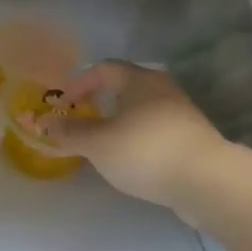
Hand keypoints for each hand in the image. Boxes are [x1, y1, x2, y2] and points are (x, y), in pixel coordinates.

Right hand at [43, 61, 231, 214]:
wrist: (207, 182)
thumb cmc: (146, 151)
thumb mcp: (98, 143)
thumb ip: (70, 132)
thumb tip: (43, 122)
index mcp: (139, 80)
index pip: (102, 68)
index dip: (78, 83)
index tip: (63, 105)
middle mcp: (162, 90)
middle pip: (123, 88)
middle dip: (98, 103)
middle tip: (80, 122)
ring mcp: (180, 114)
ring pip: (140, 111)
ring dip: (117, 123)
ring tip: (101, 145)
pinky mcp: (190, 139)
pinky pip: (154, 131)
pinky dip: (135, 139)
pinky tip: (128, 161)